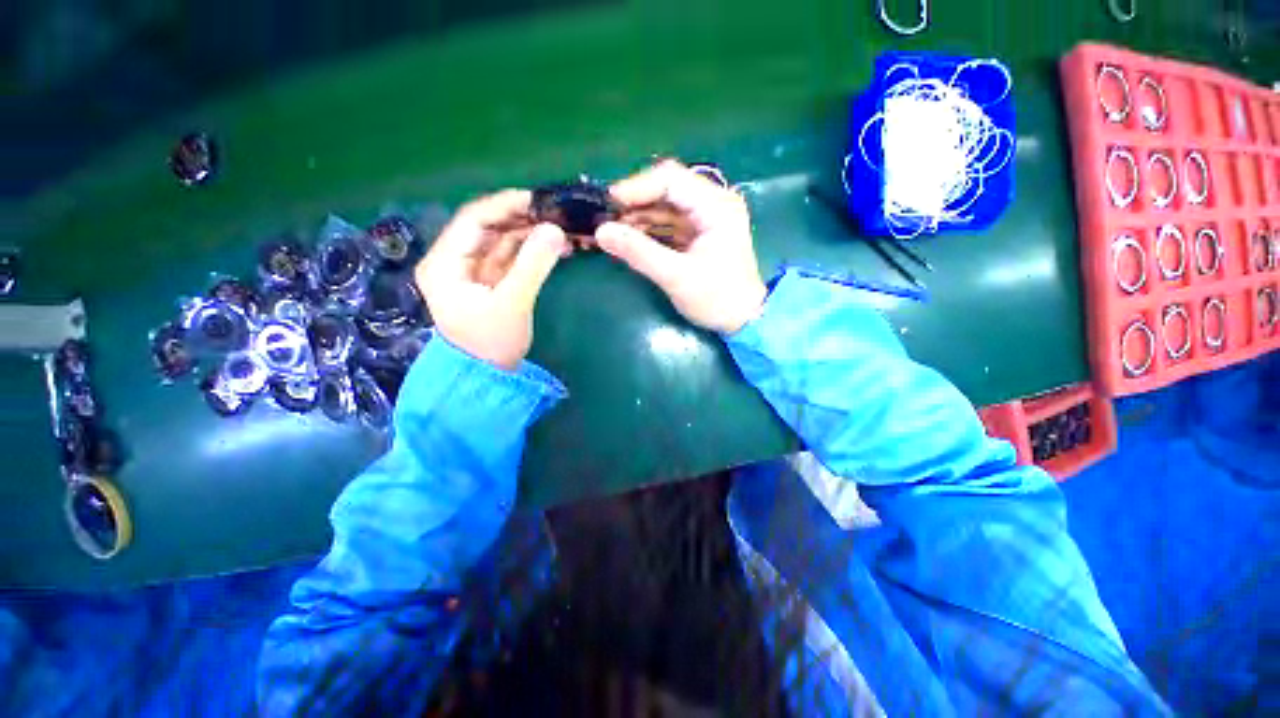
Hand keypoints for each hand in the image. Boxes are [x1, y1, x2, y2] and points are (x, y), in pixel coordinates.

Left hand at [415, 190, 568, 369]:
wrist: (487, 377)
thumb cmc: (491, 343)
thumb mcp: (512, 303)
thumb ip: (533, 265)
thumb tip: (556, 230)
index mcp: (445, 262)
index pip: (473, 220)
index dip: (504, 205)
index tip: (537, 200)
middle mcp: (455, 261)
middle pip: (488, 228)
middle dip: (521, 219)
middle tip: (555, 214)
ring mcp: (473, 272)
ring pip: (502, 242)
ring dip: (530, 234)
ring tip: (561, 229)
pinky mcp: (491, 282)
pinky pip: (511, 258)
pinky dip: (532, 251)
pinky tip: (555, 247)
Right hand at [596, 161, 766, 333]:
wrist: (744, 320)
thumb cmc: (717, 299)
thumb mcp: (677, 277)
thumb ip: (639, 252)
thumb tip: (601, 232)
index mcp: (715, 205)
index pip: (670, 179)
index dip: (635, 188)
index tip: (606, 205)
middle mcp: (712, 203)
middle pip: (665, 190)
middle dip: (633, 203)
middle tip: (604, 219)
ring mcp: (705, 219)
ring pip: (664, 207)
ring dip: (637, 217)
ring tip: (610, 230)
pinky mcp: (698, 234)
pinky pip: (668, 224)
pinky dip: (647, 230)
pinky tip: (628, 239)